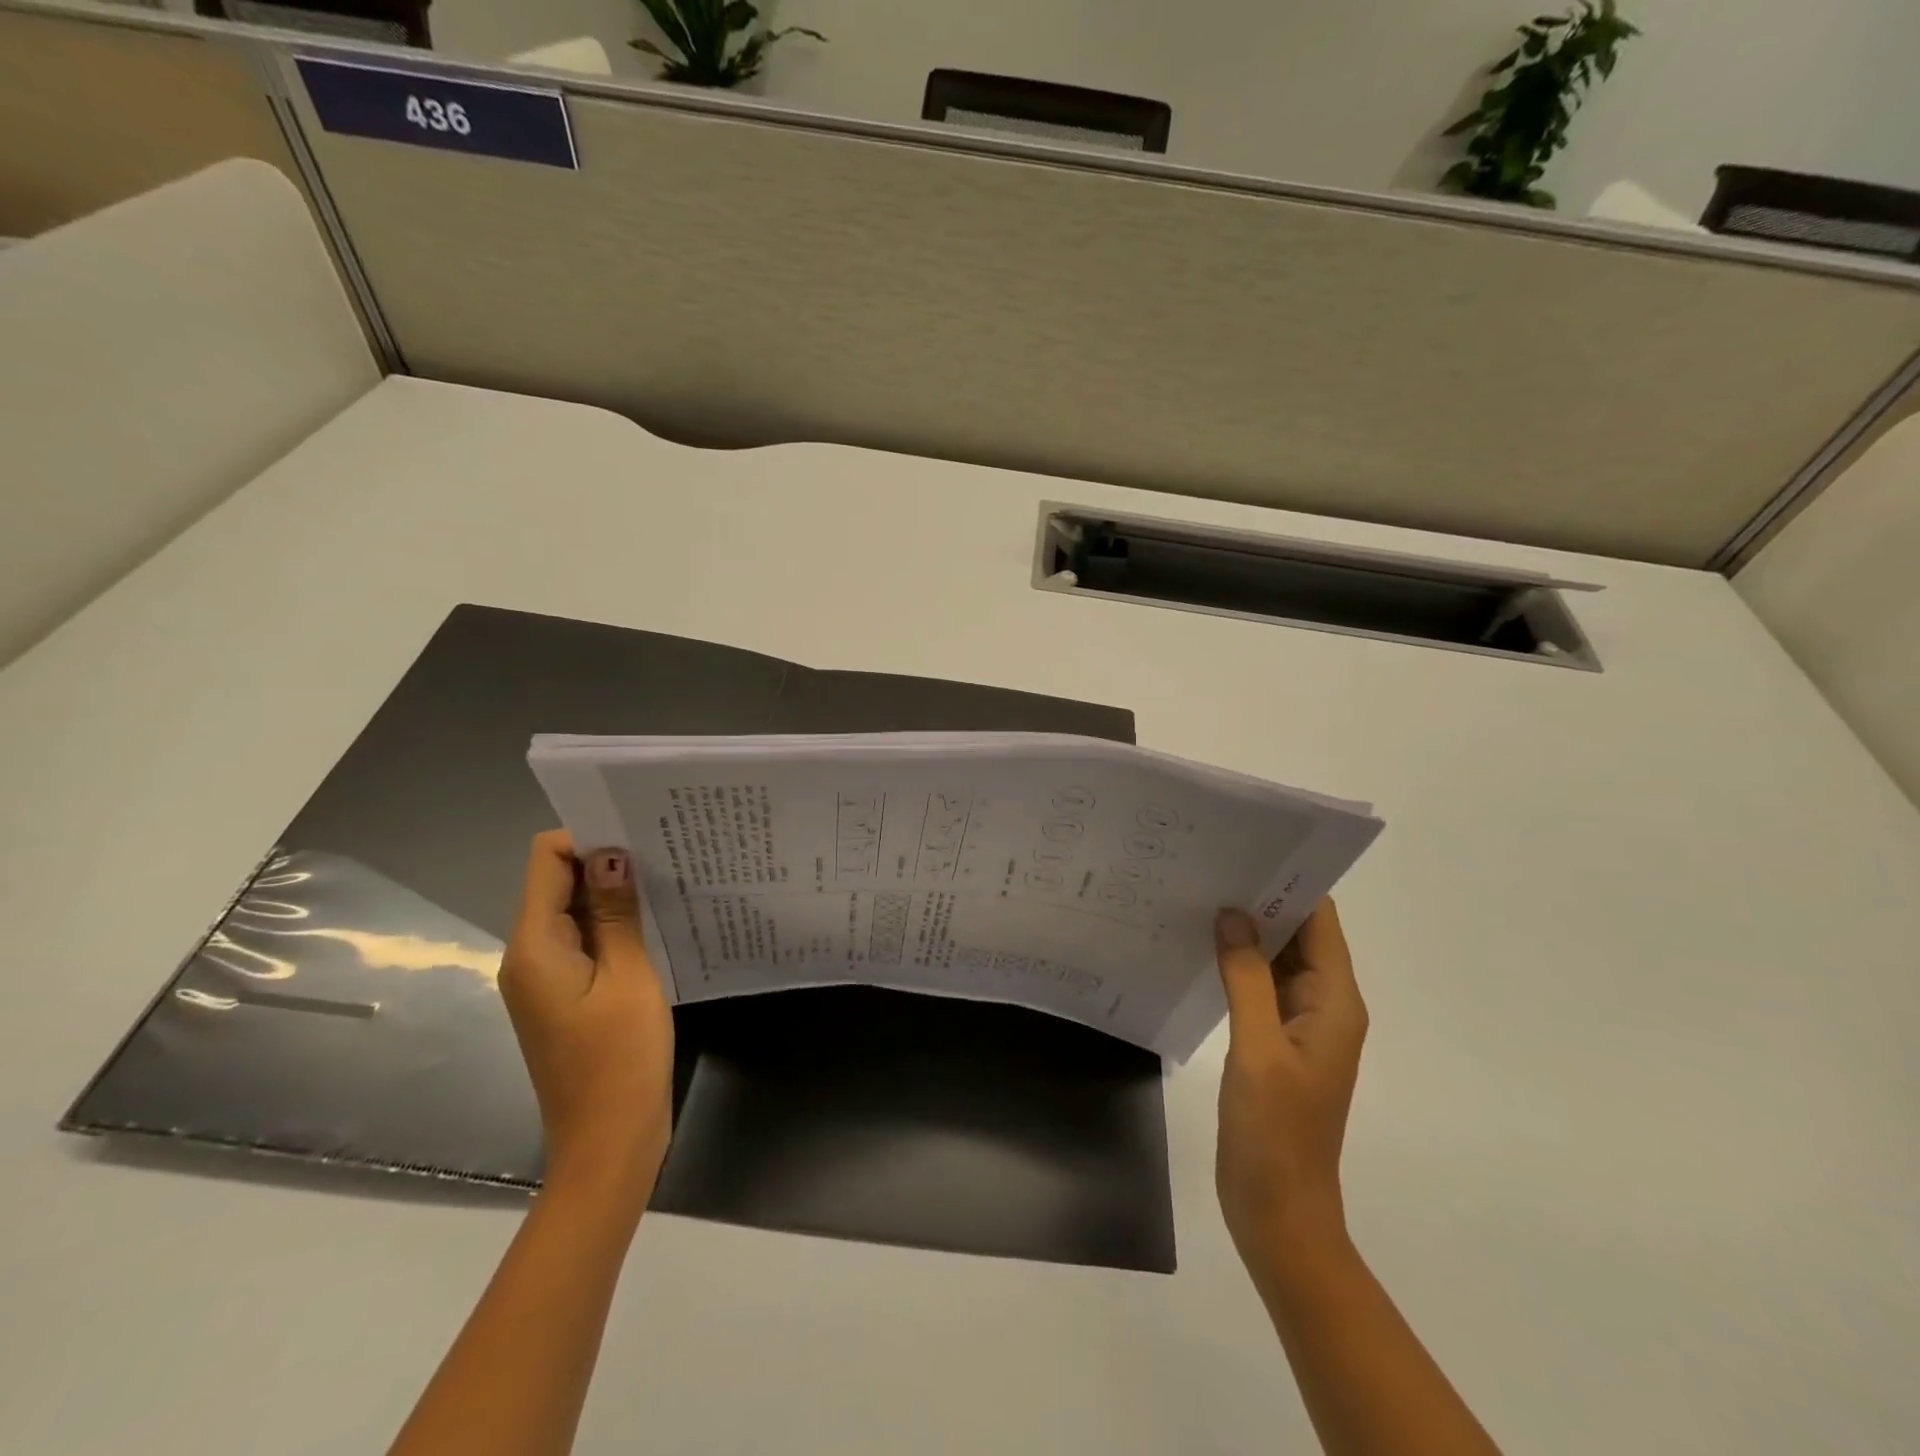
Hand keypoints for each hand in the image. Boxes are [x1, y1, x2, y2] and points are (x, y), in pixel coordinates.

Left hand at [499, 831, 674, 1201]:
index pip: (546, 859)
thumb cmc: (620, 1060)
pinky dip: (614, 924)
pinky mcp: (566, 994)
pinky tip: (656, 920)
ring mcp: (546, 977)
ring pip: (574, 910)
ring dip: (614, 892)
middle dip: (606, 860)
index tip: (641, 832)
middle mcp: (529, 955)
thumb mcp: (629, 977)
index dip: (588, 837)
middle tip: (665, 849)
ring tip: (668, 877)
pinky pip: (584, 940)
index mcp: (535, 946)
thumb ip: (616, 913)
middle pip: (557, 881)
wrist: (609, 1144)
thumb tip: (612, 853)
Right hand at [1214, 900, 1366, 1275]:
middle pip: (1299, 935)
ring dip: (1245, 932)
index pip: (1321, 922)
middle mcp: (1324, 1005)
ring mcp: (1298, 1025)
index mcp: (1335, 1001)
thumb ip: (1246, 977)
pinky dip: (1235, 964)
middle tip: (1209, 864)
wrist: (1278, 1212)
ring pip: (1276, 960)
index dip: (1291, 882)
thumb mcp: (1258, 1049)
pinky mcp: (1273, 1042)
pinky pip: (1258, 986)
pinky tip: (1198, 948)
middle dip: (1261, 900)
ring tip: (1198, 894)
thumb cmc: (1276, 1132)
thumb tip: (1231, 914)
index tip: (1247, 849)